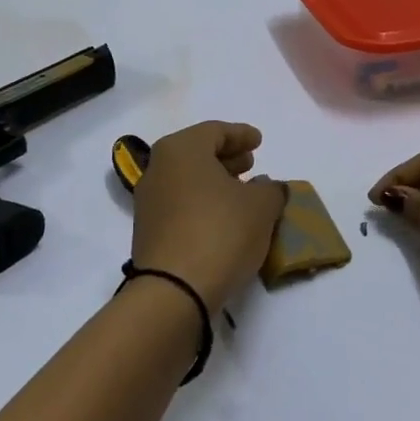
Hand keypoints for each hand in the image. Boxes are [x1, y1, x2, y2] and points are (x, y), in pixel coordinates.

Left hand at [132, 121, 286, 314]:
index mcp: (182, 149)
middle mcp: (158, 167)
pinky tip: (223, 217)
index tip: (259, 141)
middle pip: (197, 153)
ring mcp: (149, 200)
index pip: (215, 131)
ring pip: (187, 179)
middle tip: (251, 164)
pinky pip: (180, 203)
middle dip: (226, 157)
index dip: (241, 134)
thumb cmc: (221, 231)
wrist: (174, 290)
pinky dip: (202, 202)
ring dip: (215, 182)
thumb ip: (271, 189)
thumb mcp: (262, 206)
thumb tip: (269, 187)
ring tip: (242, 192)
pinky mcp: (148, 230)